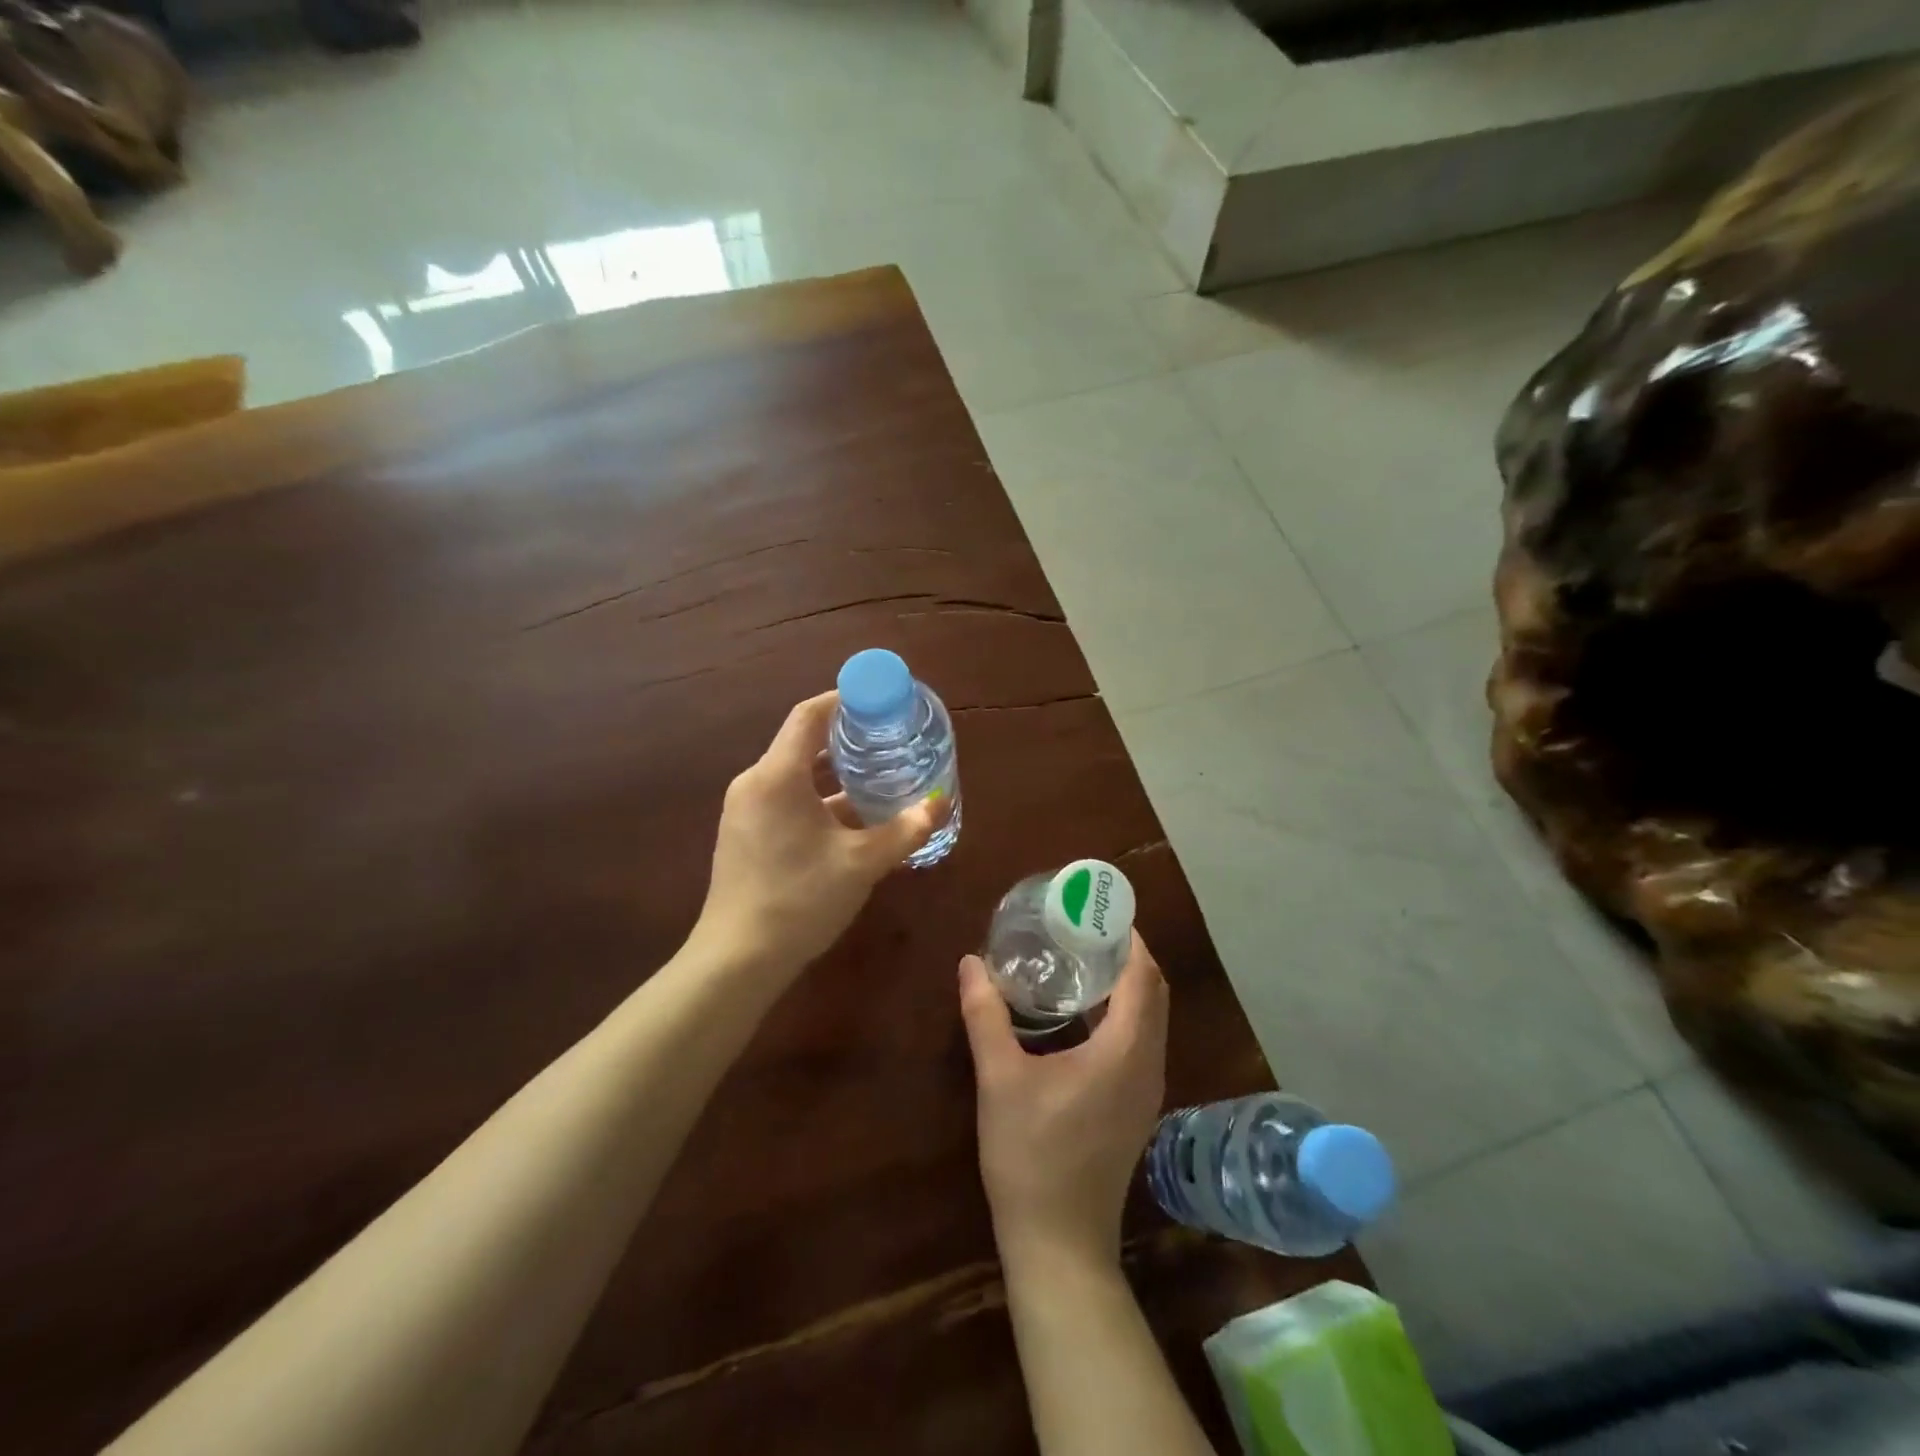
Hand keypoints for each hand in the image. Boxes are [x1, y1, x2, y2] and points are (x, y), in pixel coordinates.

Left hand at [694, 691, 938, 977]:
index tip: (879, 700)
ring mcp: (745, 810)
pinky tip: (851, 819)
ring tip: (878, 776)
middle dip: (847, 739)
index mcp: (777, 776)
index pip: (809, 715)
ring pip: (796, 775)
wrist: (737, 959)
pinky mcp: (745, 835)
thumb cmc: (800, 899)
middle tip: (889, 740)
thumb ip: (904, 830)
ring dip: (834, 774)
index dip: (844, 699)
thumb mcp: (861, 863)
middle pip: (803, 743)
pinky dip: (818, 799)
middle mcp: (755, 783)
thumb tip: (941, 804)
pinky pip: (785, 799)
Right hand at [958, 934, 1168, 1271]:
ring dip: (1128, 984)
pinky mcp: (1136, 1108)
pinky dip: (1125, 1013)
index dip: (1129, 939)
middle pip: (1154, 993)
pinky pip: (1142, 1042)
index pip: (1143, 977)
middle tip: (1084, 929)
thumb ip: (985, 1015)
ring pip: (1152, 1019)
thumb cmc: (1031, 1156)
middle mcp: (1148, 1065)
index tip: (1099, 911)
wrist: (1059, 1244)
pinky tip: (1082, 1013)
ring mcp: (1147, 1090)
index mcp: (1125, 1052)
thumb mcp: (999, 1079)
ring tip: (1082, 959)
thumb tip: (971, 963)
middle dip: (1128, 955)